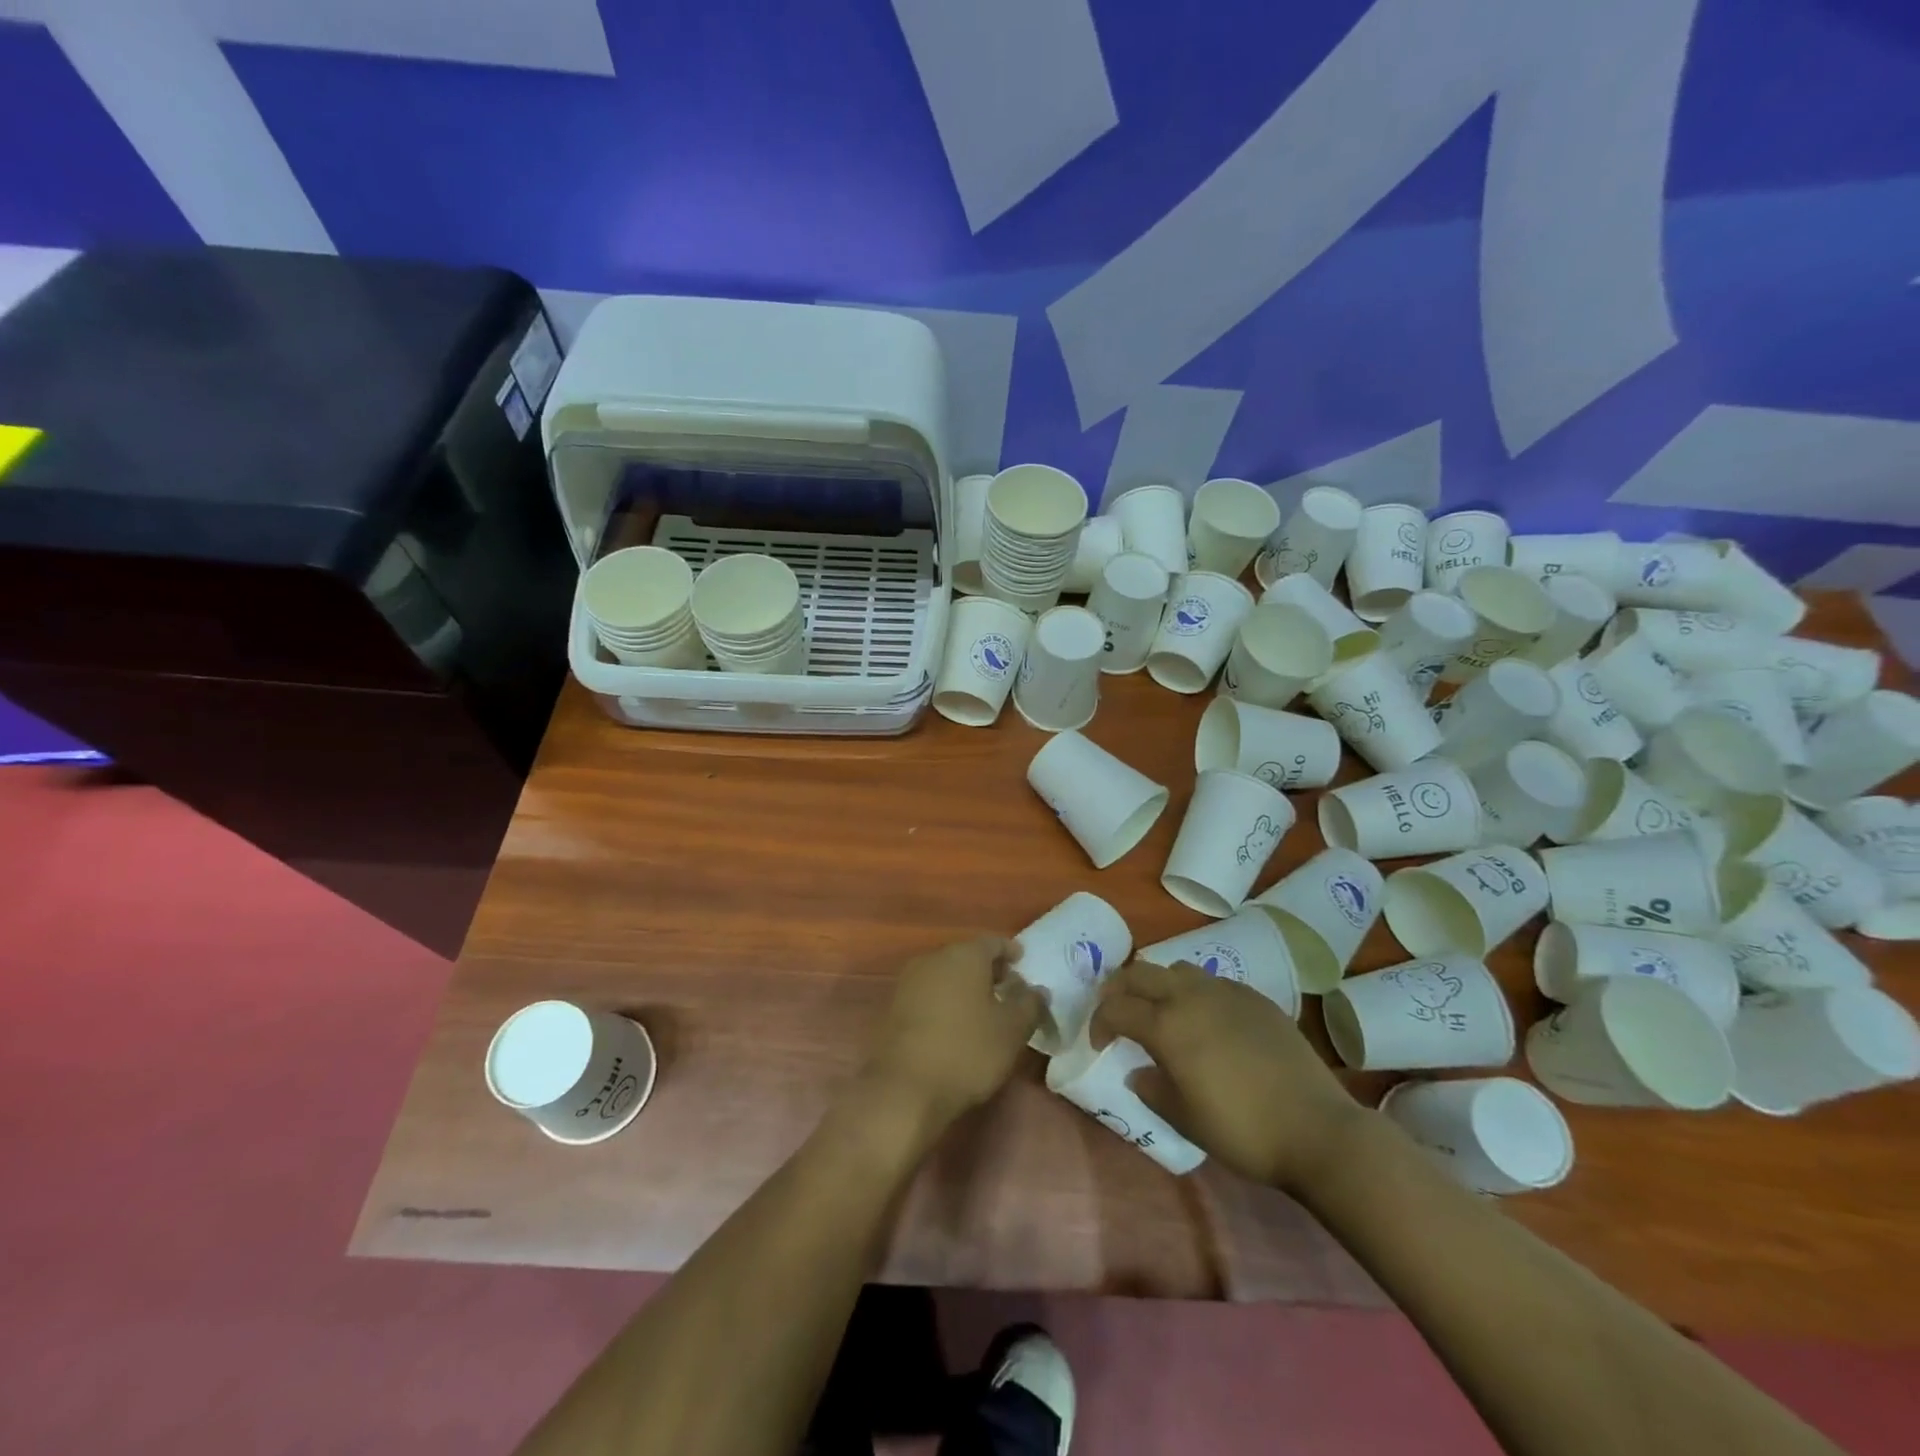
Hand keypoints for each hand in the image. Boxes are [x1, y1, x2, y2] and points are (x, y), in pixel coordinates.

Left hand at [862, 936, 1043, 1127]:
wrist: (904, 1088)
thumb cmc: (967, 1051)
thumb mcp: (1012, 1031)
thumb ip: (1030, 1005)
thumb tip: (1037, 990)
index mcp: (964, 955)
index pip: (993, 942)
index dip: (1010, 951)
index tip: (1022, 963)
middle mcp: (934, 958)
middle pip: (966, 956)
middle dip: (987, 970)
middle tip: (1006, 988)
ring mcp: (909, 981)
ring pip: (945, 975)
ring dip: (964, 986)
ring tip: (982, 1009)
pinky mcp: (893, 1006)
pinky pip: (927, 994)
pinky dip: (944, 1001)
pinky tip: (954, 1024)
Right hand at [1093, 959, 1362, 1192]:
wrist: (1317, 1129)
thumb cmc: (1243, 1130)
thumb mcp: (1186, 1119)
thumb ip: (1152, 1089)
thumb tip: (1138, 1071)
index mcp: (1167, 1025)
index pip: (1117, 1008)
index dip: (1099, 1022)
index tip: (1100, 1043)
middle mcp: (1191, 997)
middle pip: (1140, 973)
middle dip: (1120, 989)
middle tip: (1117, 1013)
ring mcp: (1226, 992)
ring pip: (1177, 969)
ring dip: (1158, 984)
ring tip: (1161, 1011)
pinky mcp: (1256, 998)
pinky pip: (1213, 982)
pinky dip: (1195, 992)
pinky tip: (1207, 1021)